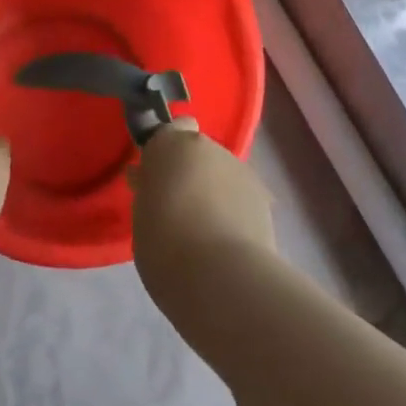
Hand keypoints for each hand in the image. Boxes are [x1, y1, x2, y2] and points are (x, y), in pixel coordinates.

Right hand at [130, 121, 275, 290]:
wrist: (222, 276)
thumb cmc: (166, 244)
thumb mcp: (141, 215)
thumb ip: (148, 190)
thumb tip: (148, 178)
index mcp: (172, 145)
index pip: (171, 129)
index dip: (166, 149)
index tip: (157, 176)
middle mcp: (209, 147)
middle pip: (198, 152)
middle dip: (190, 172)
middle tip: (177, 208)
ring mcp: (240, 170)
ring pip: (221, 173)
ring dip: (214, 190)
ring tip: (204, 231)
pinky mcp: (263, 196)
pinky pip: (240, 196)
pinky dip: (234, 210)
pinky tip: (227, 241)